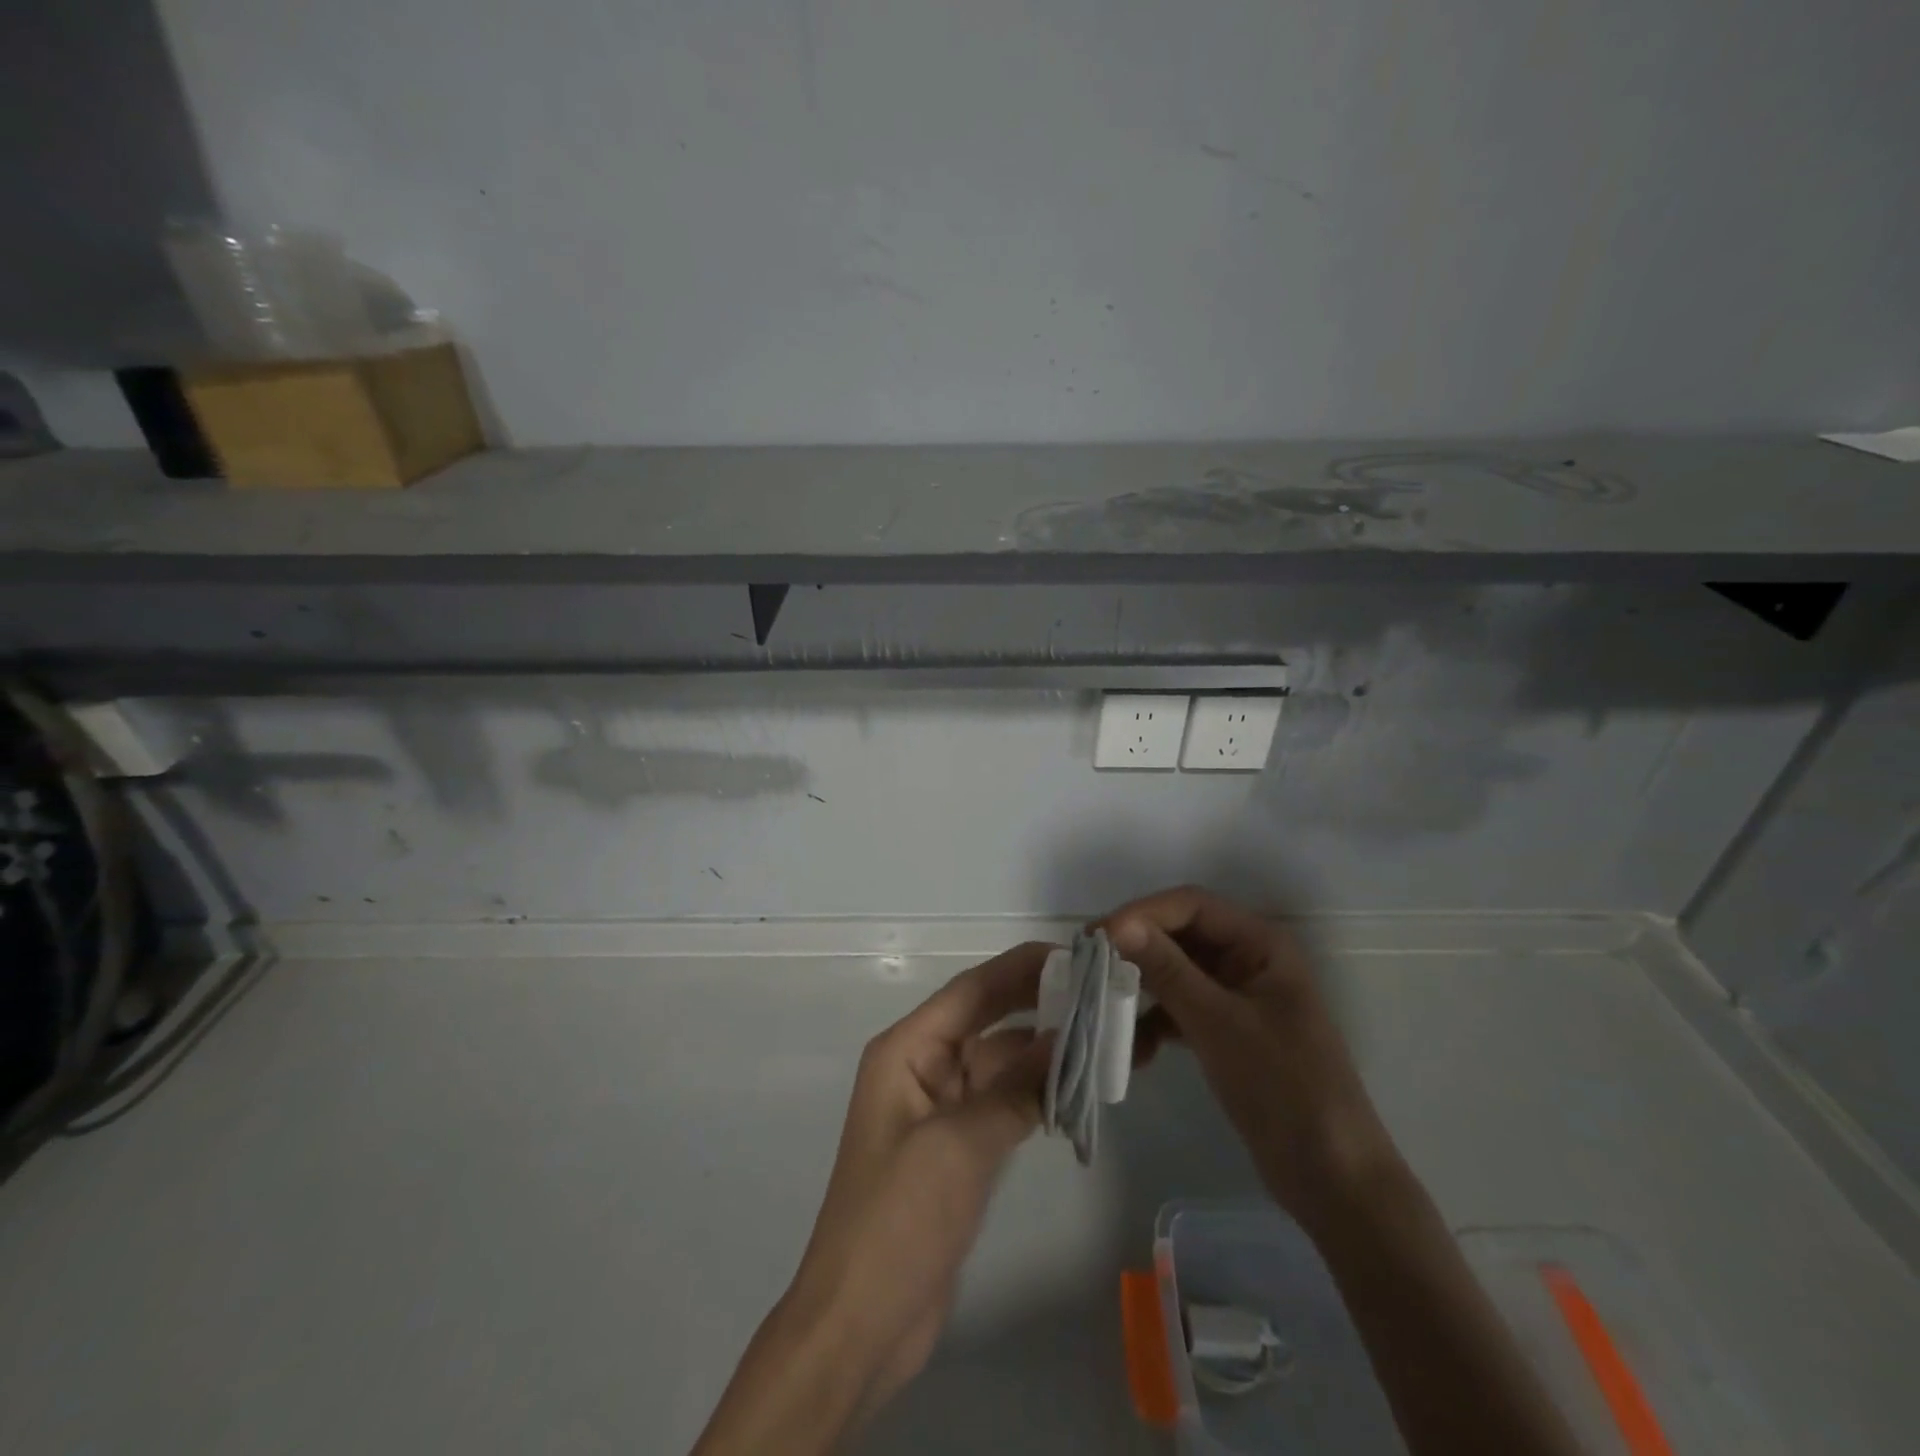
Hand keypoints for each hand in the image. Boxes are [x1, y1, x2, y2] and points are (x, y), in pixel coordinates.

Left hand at [787, 942, 1053, 1412]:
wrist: (862, 1321)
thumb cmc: (898, 1218)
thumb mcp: (959, 1144)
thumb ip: (1014, 1088)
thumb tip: (1065, 1039)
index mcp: (906, 1051)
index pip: (970, 992)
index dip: (1019, 969)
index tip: (1072, 955)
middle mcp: (921, 1067)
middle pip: (985, 1020)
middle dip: (1035, 1004)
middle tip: (1097, 992)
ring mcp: (939, 1108)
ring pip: (998, 1063)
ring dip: (1041, 1053)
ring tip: (1101, 1039)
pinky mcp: (956, 1147)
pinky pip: (1001, 1102)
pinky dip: (1034, 1094)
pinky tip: (1074, 1090)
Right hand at [1106, 887, 1396, 1227]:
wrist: (1332, 1179)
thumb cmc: (1283, 1087)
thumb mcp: (1218, 1023)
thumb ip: (1167, 970)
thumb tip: (1118, 924)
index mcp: (1260, 943)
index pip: (1190, 906)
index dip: (1141, 913)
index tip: (1095, 937)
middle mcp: (1247, 959)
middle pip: (1179, 936)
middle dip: (1135, 951)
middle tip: (1088, 968)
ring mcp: (1236, 996)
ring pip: (1174, 974)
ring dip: (1140, 991)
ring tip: (1104, 1012)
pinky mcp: (1225, 1031)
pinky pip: (1179, 1010)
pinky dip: (1154, 1025)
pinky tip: (1135, 1054)